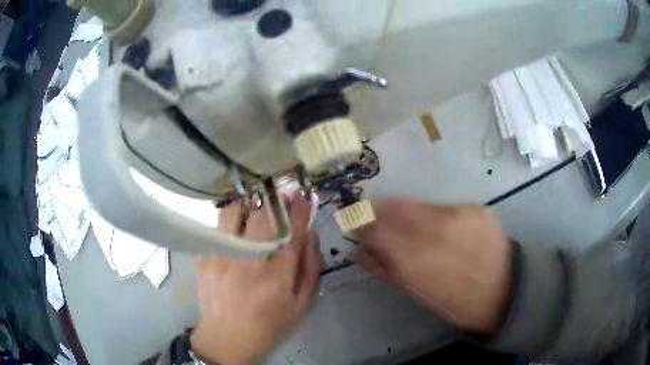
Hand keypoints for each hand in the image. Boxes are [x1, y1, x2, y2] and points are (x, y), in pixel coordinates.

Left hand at [191, 194, 323, 364]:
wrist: (227, 340)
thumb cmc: (269, 326)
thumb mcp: (301, 306)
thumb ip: (310, 269)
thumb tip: (310, 236)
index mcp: (277, 276)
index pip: (291, 232)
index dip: (299, 210)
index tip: (302, 196)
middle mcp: (248, 262)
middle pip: (262, 218)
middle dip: (276, 201)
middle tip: (282, 197)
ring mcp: (222, 258)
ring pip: (233, 214)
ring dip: (248, 206)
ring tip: (255, 208)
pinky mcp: (205, 259)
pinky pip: (217, 228)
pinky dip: (229, 221)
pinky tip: (236, 228)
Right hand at [352, 200, 510, 333]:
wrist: (504, 290)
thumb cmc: (455, 302)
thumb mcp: (414, 293)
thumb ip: (383, 268)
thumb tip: (356, 250)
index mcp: (415, 258)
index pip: (375, 228)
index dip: (360, 223)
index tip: (353, 223)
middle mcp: (435, 229)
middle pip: (393, 209)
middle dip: (377, 212)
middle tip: (370, 216)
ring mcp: (459, 214)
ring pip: (417, 204)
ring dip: (403, 211)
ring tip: (403, 223)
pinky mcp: (475, 208)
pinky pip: (442, 206)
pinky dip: (431, 213)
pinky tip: (436, 226)